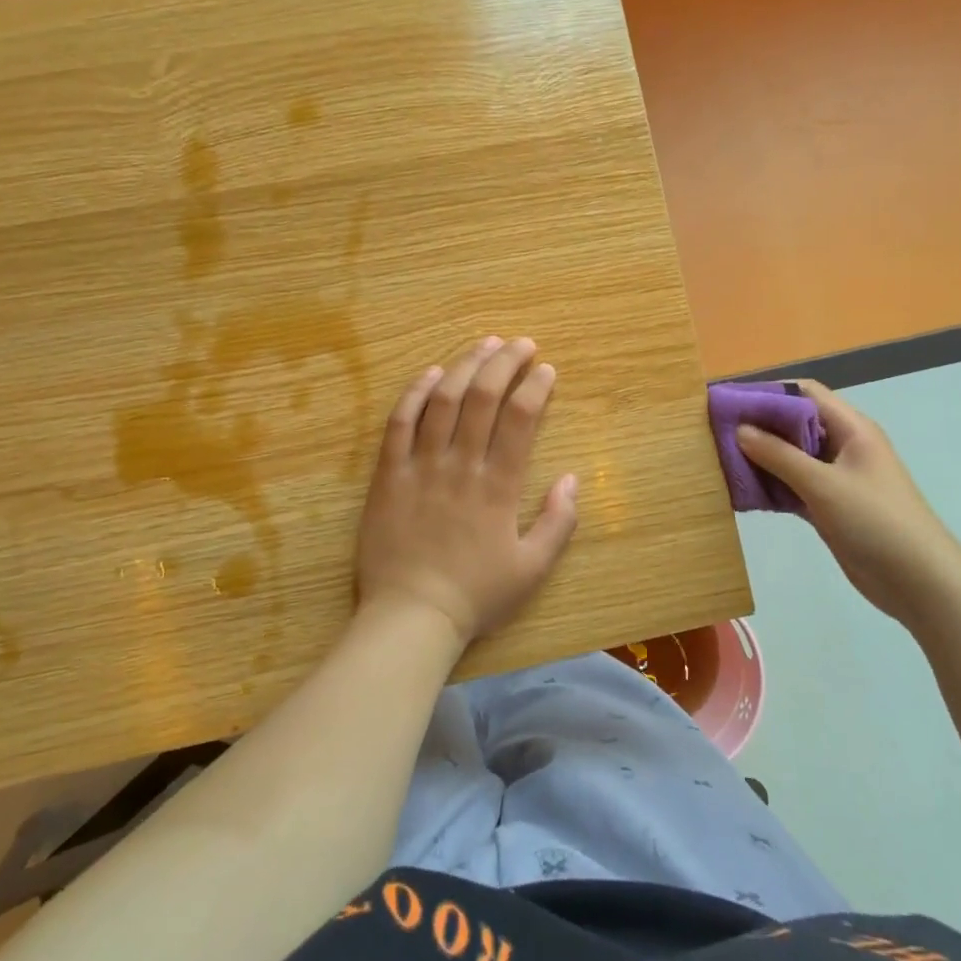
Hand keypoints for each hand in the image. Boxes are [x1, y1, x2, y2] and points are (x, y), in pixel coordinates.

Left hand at [355, 336, 578, 649]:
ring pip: (442, 400)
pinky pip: (398, 424)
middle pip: (483, 397)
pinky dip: (414, 394)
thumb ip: (558, 523)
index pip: (520, 419)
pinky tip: (430, 373)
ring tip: (483, 344)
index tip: (545, 369)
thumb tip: (572, 479)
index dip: (535, 387)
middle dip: (505, 362)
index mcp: (498, 486)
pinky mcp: (388, 475)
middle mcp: (460, 466)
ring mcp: (420, 466)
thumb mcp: (532, 569)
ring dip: (464, 366)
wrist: (411, 617)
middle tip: (520, 343)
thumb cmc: (475, 596)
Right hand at [736, 382, 960, 628]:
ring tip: (721, 460)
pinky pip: (793, 486)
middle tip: (716, 433)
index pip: (804, 394)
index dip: (767, 393)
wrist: (919, 581)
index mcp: (851, 428)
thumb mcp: (823, 484)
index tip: (729, 402)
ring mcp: (836, 478)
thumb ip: (779, 455)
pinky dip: (770, 486)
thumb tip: (739, 429)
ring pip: (791, 457)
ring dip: (761, 458)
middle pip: (794, 424)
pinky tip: (742, 492)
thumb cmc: (875, 521)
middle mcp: (843, 446)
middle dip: (758, 426)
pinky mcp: (829, 506)